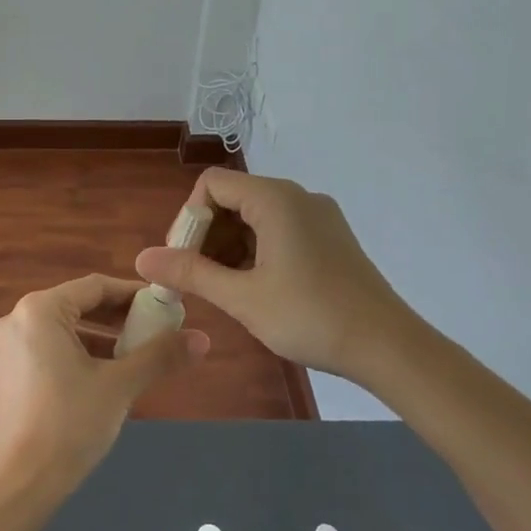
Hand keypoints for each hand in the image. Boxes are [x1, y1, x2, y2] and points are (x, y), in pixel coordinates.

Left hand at [0, 274, 208, 495]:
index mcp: (39, 310)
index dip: (133, 295)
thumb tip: (203, 339)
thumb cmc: (70, 423)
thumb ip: (160, 356)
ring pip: (61, 330)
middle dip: (117, 319)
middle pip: (76, 306)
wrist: (20, 483)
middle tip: (154, 332)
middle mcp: (15, 320)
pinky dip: (75, 355)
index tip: (165, 307)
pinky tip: (101, 378)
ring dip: (98, 339)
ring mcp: (4, 348)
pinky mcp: (3, 374)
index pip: (95, 287)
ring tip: (134, 357)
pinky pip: (45, 350)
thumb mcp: (120, 385)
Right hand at [134, 168, 421, 377]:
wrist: (388, 346)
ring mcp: (319, 216)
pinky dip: (257, 251)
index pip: (211, 185)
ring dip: (231, 246)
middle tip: (198, 279)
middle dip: (207, 236)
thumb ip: (190, 272)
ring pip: (256, 217)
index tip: (184, 260)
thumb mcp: (242, 297)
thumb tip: (142, 258)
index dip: (189, 219)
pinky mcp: (331, 238)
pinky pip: (280, 230)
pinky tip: (256, 288)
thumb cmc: (310, 316)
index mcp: (275, 199)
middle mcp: (298, 197)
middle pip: (233, 198)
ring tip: (225, 289)